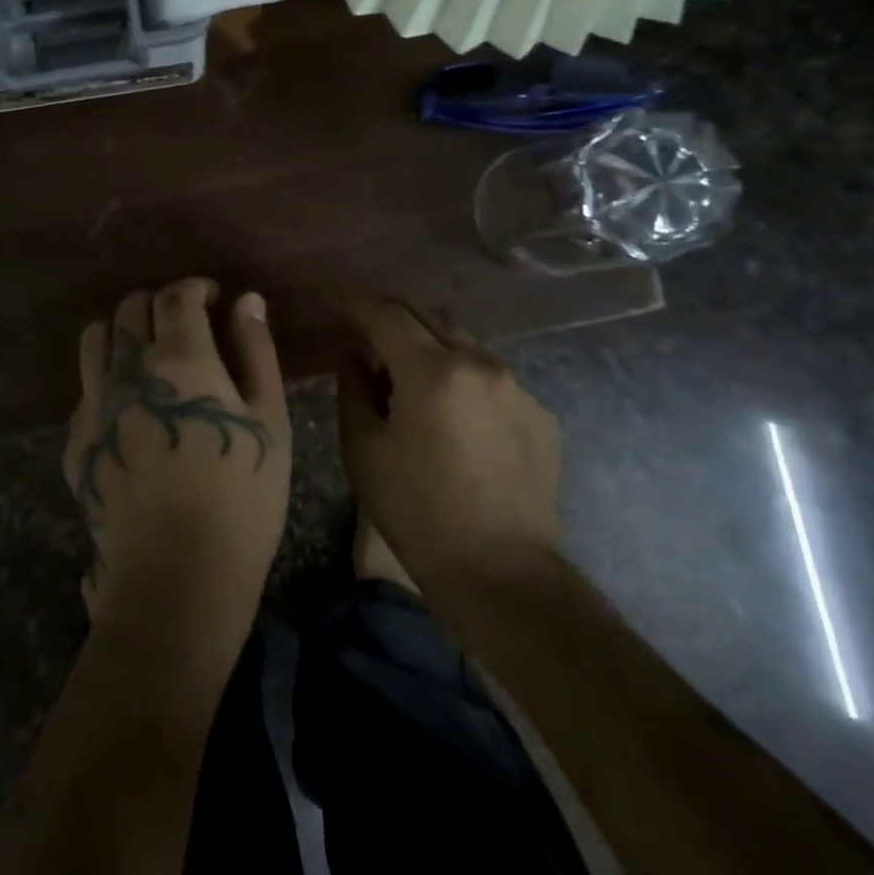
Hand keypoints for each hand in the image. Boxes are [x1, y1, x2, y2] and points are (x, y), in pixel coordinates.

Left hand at [65, 279, 290, 669]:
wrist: (177, 573)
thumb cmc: (241, 494)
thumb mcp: (268, 419)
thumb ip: (256, 351)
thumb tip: (246, 300)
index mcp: (179, 357)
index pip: (176, 296)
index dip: (195, 287)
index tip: (211, 298)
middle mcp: (127, 369)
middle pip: (130, 309)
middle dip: (157, 304)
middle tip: (182, 323)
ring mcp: (94, 404)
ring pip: (94, 339)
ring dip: (120, 330)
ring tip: (144, 352)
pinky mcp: (76, 440)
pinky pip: (83, 388)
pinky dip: (103, 378)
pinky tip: (125, 406)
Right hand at [338, 297, 561, 588]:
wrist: (502, 573)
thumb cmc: (417, 512)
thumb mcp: (365, 450)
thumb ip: (353, 388)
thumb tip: (350, 353)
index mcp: (432, 371)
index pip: (385, 315)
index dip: (354, 303)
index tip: (332, 301)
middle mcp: (480, 364)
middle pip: (428, 316)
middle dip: (391, 315)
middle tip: (364, 329)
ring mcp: (517, 388)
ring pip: (464, 344)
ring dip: (430, 346)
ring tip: (408, 375)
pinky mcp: (541, 415)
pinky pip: (493, 379)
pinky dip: (464, 380)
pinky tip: (454, 416)